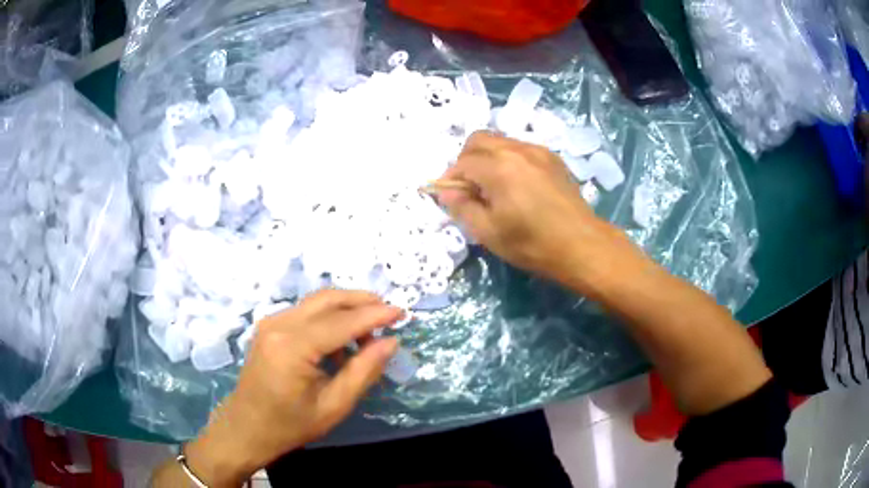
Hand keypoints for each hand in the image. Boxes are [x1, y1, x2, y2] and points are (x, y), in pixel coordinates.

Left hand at [184, 290, 401, 486]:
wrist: (246, 427)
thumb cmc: (290, 424)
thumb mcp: (333, 406)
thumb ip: (363, 371)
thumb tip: (390, 343)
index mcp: (292, 347)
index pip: (341, 322)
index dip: (374, 315)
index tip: (401, 312)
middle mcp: (279, 325)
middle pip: (327, 299)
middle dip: (361, 301)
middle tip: (388, 313)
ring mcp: (270, 322)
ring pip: (316, 302)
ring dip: (346, 309)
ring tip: (368, 334)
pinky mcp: (269, 327)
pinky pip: (305, 312)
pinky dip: (329, 318)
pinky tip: (341, 342)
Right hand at [438, 131, 627, 290]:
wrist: (583, 245)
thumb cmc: (533, 244)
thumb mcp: (489, 233)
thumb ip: (462, 208)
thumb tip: (446, 192)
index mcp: (499, 167)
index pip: (462, 162)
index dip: (451, 178)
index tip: (451, 197)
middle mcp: (517, 150)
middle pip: (479, 139)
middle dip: (466, 160)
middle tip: (470, 187)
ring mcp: (538, 151)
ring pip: (500, 141)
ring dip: (487, 158)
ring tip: (494, 187)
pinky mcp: (552, 158)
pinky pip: (520, 148)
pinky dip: (508, 159)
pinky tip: (516, 185)